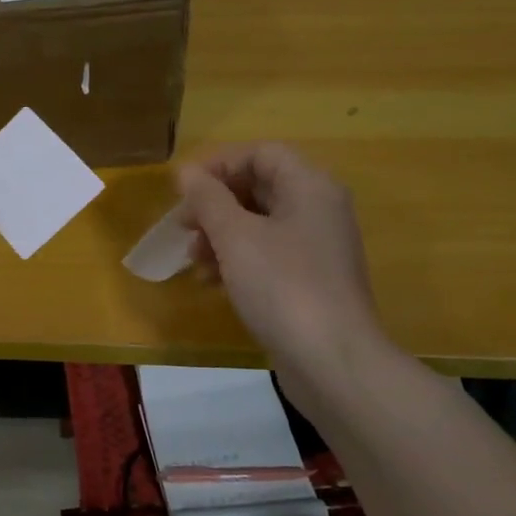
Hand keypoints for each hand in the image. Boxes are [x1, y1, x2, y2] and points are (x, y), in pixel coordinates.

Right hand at [177, 143, 386, 390]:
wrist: (331, 361)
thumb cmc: (282, 286)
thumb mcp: (235, 236)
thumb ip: (208, 198)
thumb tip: (187, 172)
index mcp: (310, 187)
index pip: (260, 154)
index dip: (218, 165)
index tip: (184, 191)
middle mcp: (318, 209)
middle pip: (259, 187)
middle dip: (215, 205)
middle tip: (183, 228)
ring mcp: (316, 247)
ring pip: (258, 223)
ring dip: (220, 235)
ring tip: (195, 261)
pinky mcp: (309, 280)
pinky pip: (266, 254)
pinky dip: (237, 260)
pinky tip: (213, 282)